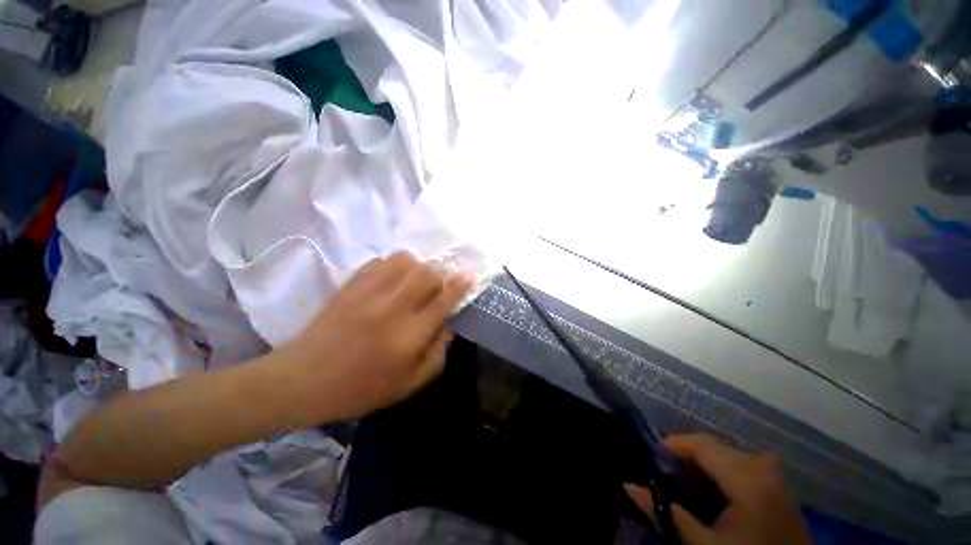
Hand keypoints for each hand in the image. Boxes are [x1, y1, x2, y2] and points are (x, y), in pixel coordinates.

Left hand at [284, 252, 474, 420]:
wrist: (304, 380)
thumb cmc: (361, 388)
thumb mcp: (409, 384)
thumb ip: (437, 354)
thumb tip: (448, 325)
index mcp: (410, 335)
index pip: (444, 300)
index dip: (460, 284)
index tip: (469, 275)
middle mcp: (394, 307)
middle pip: (427, 273)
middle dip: (439, 275)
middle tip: (436, 286)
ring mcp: (369, 293)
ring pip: (404, 261)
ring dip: (417, 266)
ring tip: (414, 279)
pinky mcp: (351, 285)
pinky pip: (380, 261)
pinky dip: (393, 265)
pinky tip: (392, 278)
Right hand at [626, 434, 811, 544]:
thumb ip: (664, 513)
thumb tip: (627, 484)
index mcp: (749, 481)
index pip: (703, 445)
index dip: (673, 445)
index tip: (652, 456)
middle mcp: (764, 470)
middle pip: (715, 446)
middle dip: (687, 454)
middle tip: (666, 471)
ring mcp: (777, 477)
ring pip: (729, 453)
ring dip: (705, 461)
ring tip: (687, 479)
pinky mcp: (781, 487)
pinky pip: (745, 463)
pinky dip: (723, 468)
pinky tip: (715, 489)